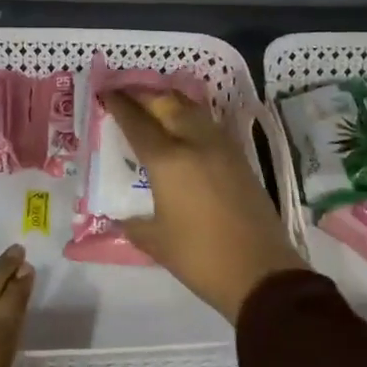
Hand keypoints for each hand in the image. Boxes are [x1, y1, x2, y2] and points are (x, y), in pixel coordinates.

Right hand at [104, 90, 307, 322]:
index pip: (137, 122)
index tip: (105, 93)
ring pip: (191, 108)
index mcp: (168, 161)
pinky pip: (208, 123)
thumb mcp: (155, 242)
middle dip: (143, 95)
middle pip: (166, 103)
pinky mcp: (239, 157)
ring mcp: (221, 147)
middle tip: (126, 95)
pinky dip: (189, 116)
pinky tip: (183, 128)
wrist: (261, 272)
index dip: (118, 105)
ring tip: (153, 105)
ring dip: (168, 101)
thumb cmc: (201, 257)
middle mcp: (194, 142)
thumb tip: (121, 216)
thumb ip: (133, 223)